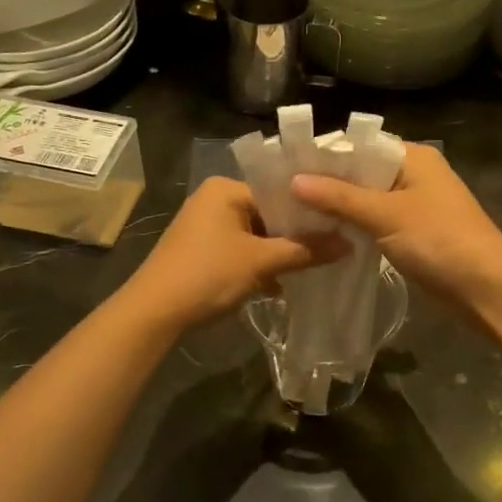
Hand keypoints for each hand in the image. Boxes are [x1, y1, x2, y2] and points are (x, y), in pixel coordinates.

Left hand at [123, 178, 342, 330]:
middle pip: (268, 213)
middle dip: (296, 236)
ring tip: (313, 268)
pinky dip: (259, 265)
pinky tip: (279, 286)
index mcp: (226, 189)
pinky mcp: (202, 250)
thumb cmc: (208, 275)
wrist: (153, 313)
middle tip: (332, 248)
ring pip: (256, 235)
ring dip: (279, 254)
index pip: (279, 192)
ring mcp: (206, 226)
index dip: (309, 211)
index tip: (339, 227)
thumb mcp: (260, 262)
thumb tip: (348, 244)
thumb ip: (305, 251)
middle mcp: (215, 200)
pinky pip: (241, 250)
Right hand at [289, 144, 501, 313]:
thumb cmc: (439, 240)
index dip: (326, 154)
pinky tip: (324, 233)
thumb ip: (340, 197)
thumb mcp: (386, 215)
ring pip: (368, 199)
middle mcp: (415, 173)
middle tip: (282, 192)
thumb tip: (294, 179)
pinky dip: (354, 225)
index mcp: (414, 157)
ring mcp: (416, 204)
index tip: (287, 166)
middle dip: (328, 183)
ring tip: (294, 212)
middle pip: (362, 172)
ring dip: (339, 207)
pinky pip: (376, 221)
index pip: (361, 144)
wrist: (487, 288)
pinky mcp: (414, 232)